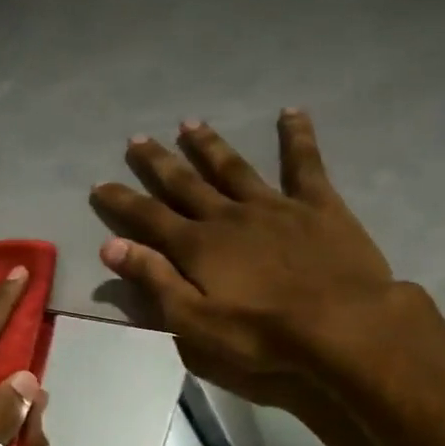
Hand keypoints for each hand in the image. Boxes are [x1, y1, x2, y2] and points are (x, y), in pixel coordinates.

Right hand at [89, 109, 400, 403]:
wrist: (344, 326)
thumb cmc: (264, 333)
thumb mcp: (195, 321)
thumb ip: (154, 280)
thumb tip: (110, 246)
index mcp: (198, 246)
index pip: (148, 217)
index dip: (122, 200)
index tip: (100, 183)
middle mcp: (228, 216)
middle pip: (185, 183)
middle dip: (158, 162)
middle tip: (137, 139)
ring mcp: (273, 206)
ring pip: (233, 167)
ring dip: (209, 145)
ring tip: (190, 123)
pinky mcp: (317, 205)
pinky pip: (304, 163)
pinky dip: (297, 136)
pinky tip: (291, 111)